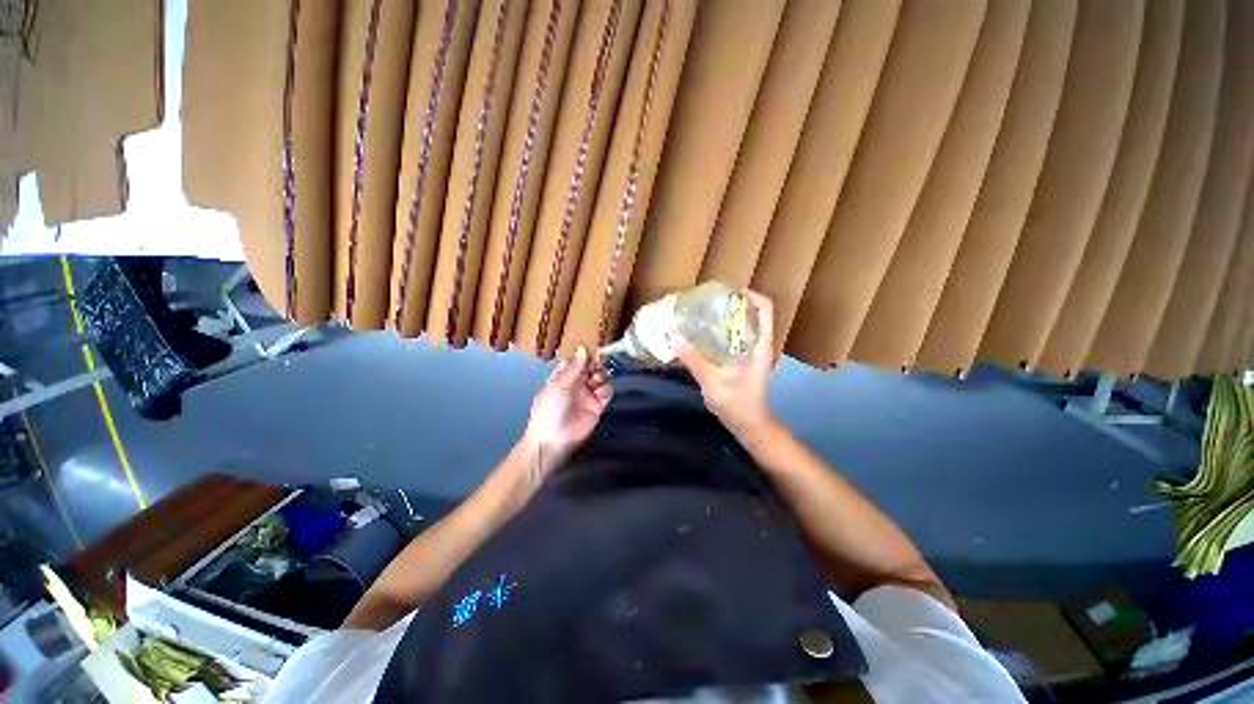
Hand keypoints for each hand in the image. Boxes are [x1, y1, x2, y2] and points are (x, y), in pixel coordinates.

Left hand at [523, 345, 612, 470]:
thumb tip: (583, 348)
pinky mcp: (598, 406)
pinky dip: (606, 388)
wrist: (553, 440)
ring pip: (600, 378)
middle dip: (594, 365)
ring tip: (596, 381)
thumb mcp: (558, 385)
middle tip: (596, 365)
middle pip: (589, 368)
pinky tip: (600, 391)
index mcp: (561, 378)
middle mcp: (576, 385)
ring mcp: (588, 395)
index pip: (574, 362)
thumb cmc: (549, 409)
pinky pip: (606, 392)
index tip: (590, 349)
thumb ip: (574, 368)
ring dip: (600, 376)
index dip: (582, 356)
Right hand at [676, 290, 775, 435]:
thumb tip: (676, 340)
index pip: (765, 308)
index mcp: (760, 345)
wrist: (749, 424)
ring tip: (704, 313)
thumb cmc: (737, 403)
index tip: (726, 292)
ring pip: (743, 324)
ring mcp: (752, 352)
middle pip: (752, 312)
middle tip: (707, 302)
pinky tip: (704, 335)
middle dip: (732, 303)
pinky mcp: (744, 359)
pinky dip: (722, 330)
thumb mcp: (713, 382)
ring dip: (727, 316)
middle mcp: (759, 344)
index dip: (749, 294)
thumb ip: (695, 362)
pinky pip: (735, 337)